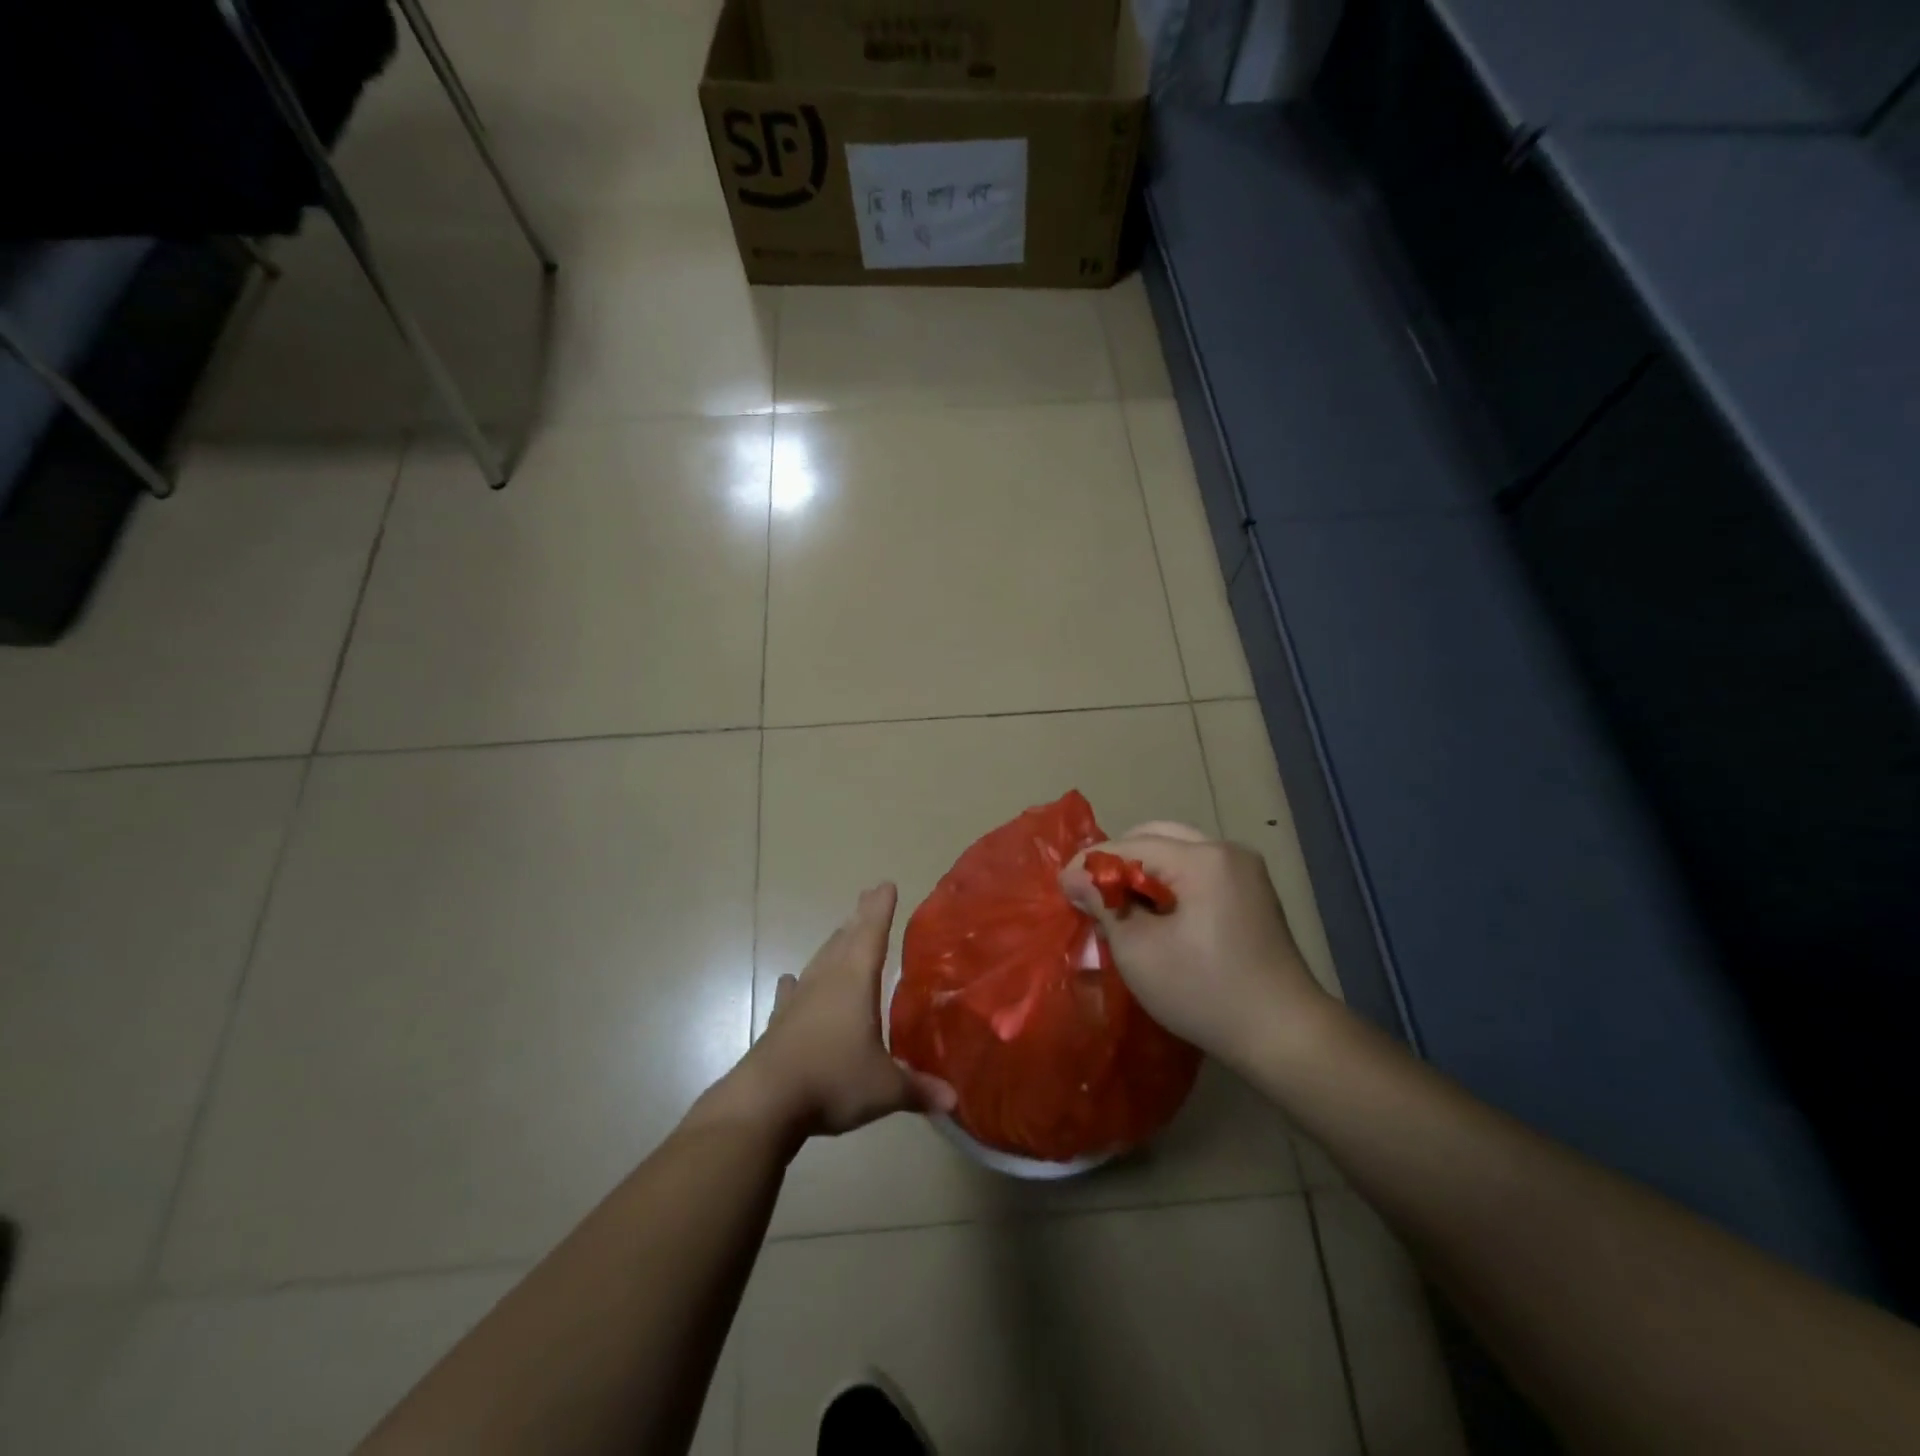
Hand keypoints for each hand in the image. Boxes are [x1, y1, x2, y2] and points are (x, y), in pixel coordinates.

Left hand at [708, 884, 955, 1144]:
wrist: (765, 1103)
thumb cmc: (833, 1081)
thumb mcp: (885, 1089)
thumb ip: (918, 1089)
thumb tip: (953, 1100)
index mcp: (855, 982)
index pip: (872, 935)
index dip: (881, 910)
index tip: (886, 885)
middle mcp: (827, 981)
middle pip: (845, 940)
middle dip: (859, 918)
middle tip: (868, 897)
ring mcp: (799, 1000)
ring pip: (820, 961)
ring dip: (834, 944)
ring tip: (843, 931)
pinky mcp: (779, 1023)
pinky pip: (792, 994)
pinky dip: (796, 985)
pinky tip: (791, 980)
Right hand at [1060, 823, 1330, 1072]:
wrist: (1284, 1034)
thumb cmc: (1204, 991)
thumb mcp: (1139, 950)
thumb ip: (1104, 903)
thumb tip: (1074, 878)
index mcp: (1202, 858)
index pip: (1130, 845)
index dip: (1091, 863)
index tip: (1061, 887)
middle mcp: (1226, 850)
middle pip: (1155, 836)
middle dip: (1118, 861)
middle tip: (1090, 893)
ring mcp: (1244, 870)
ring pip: (1177, 850)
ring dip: (1143, 870)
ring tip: (1119, 904)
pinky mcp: (1252, 892)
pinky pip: (1197, 869)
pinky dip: (1169, 881)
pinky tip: (1155, 912)